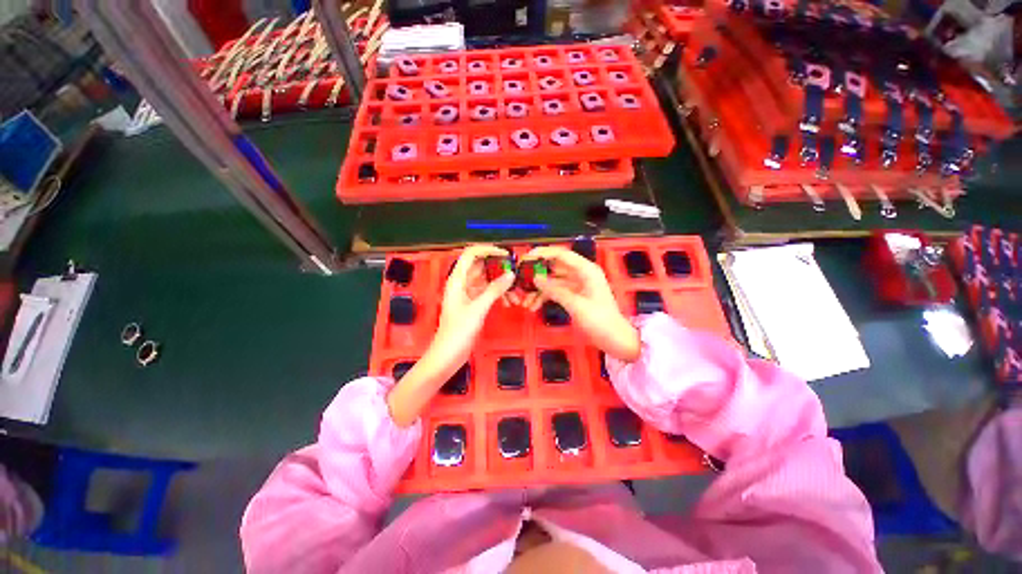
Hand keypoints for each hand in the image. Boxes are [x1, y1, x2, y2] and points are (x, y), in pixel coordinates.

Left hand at [434, 244, 515, 363]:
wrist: (448, 355)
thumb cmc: (458, 332)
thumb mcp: (478, 309)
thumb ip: (494, 290)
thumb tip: (510, 274)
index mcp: (457, 280)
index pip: (471, 254)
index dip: (487, 250)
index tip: (505, 254)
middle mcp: (461, 283)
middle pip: (481, 267)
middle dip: (498, 270)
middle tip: (515, 274)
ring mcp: (467, 294)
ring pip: (486, 281)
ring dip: (500, 285)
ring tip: (515, 294)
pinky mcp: (472, 305)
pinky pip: (486, 293)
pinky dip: (497, 295)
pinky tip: (508, 302)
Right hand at [521, 246, 640, 361]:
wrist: (615, 340)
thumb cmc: (600, 321)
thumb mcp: (576, 305)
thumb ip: (555, 290)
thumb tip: (535, 278)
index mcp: (586, 270)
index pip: (561, 254)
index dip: (543, 253)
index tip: (525, 258)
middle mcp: (581, 273)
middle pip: (555, 267)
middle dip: (537, 274)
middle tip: (520, 280)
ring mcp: (577, 285)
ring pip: (553, 281)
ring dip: (539, 289)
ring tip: (525, 301)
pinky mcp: (574, 295)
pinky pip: (556, 291)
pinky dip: (545, 297)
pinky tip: (533, 306)